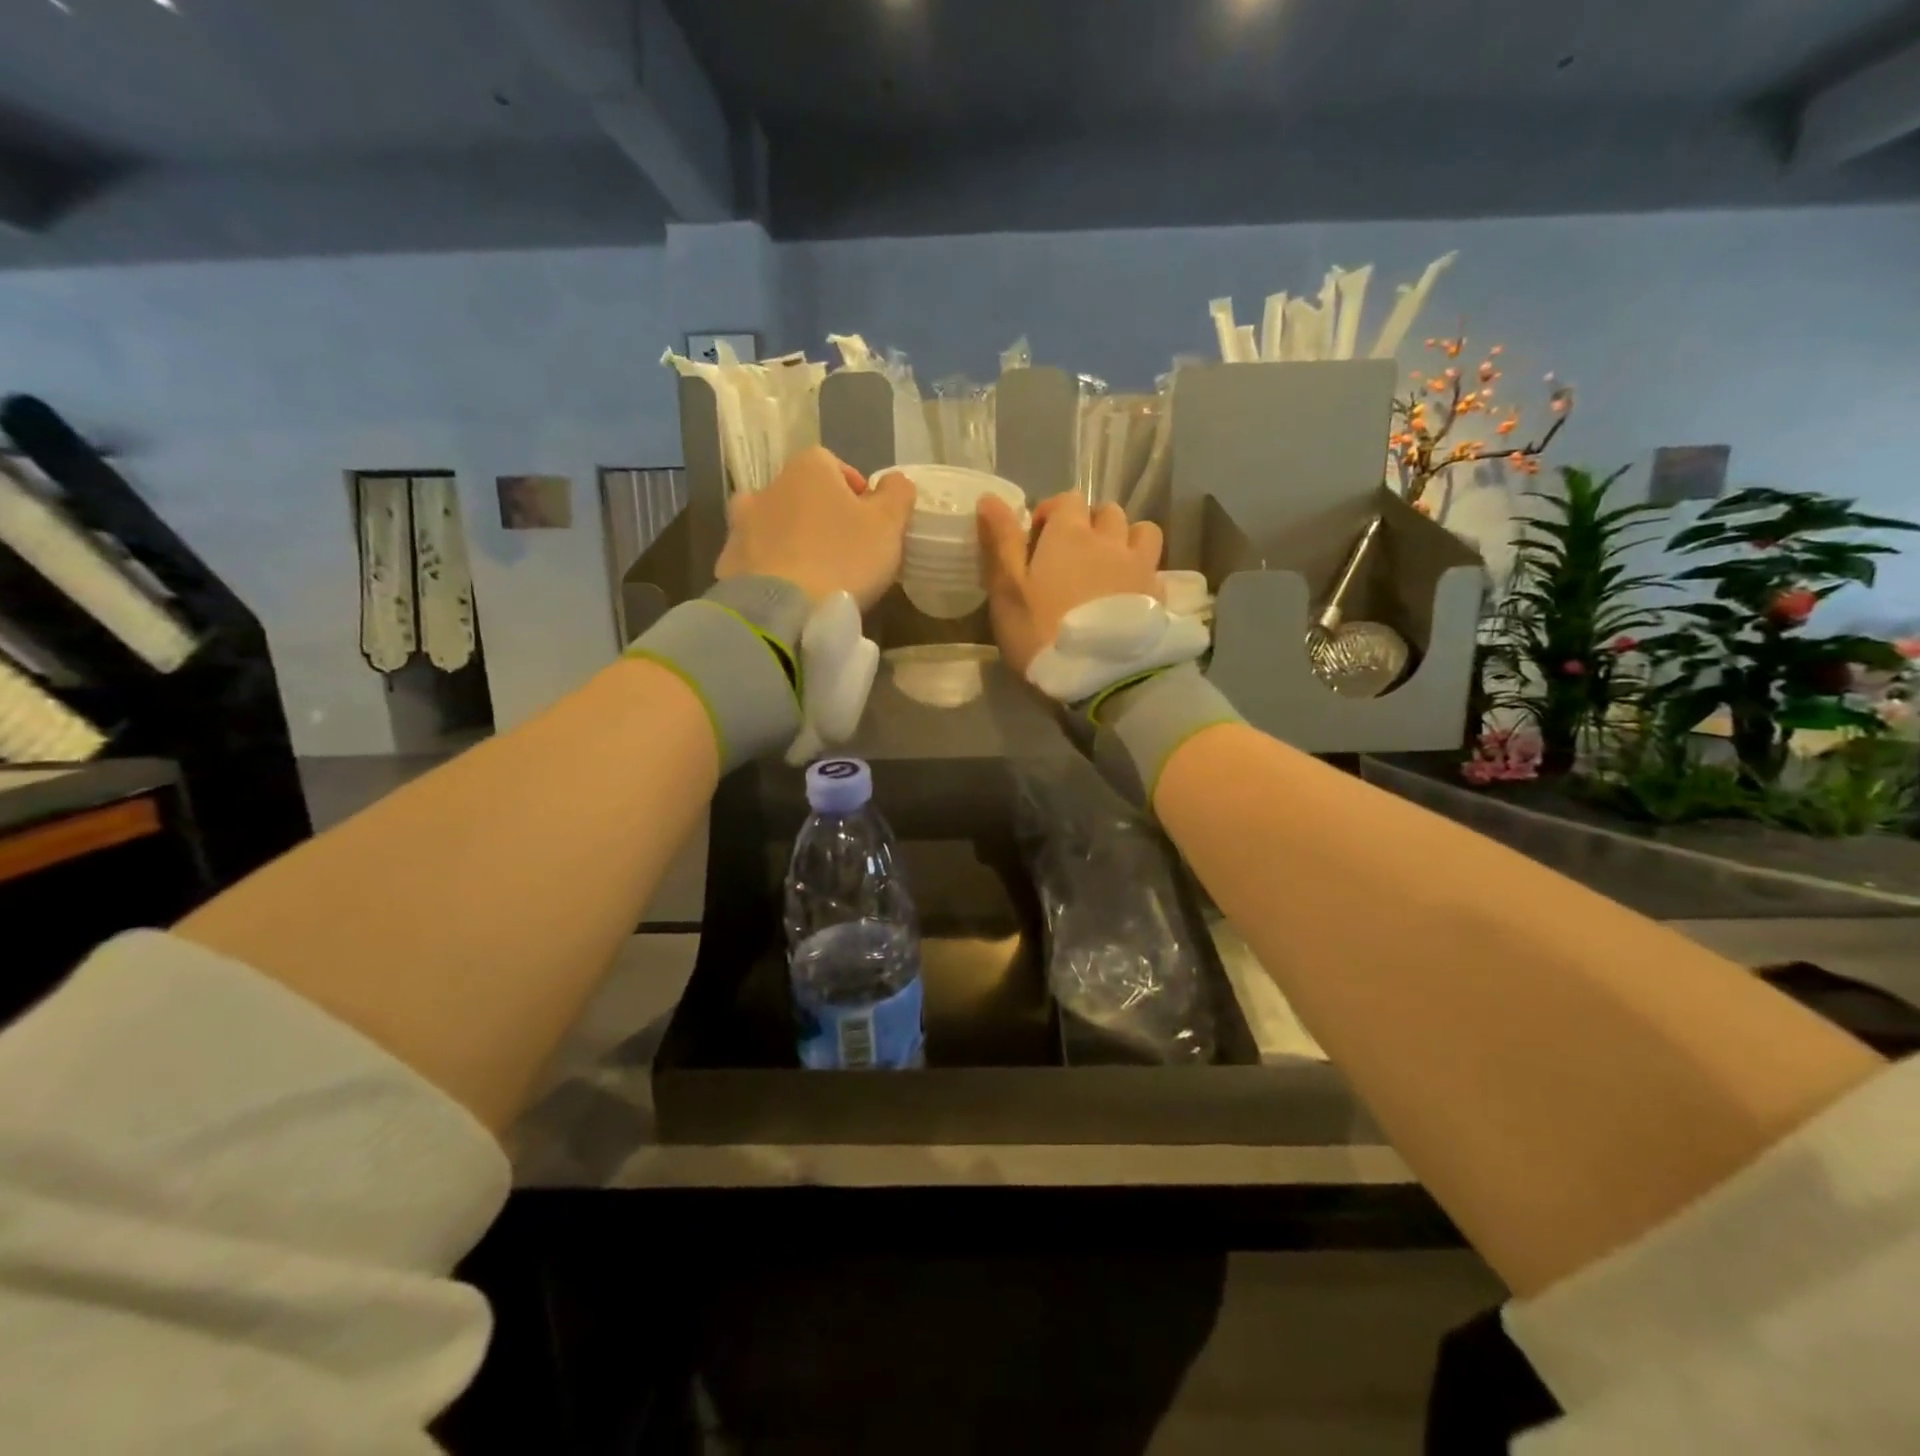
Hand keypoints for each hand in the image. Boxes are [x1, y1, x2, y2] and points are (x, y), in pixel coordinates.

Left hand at [716, 447, 915, 609]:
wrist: (780, 611)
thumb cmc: (842, 560)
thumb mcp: (888, 525)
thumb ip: (897, 495)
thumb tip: (894, 481)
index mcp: (808, 469)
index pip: (836, 466)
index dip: (856, 494)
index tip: (870, 525)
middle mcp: (769, 487)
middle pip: (804, 496)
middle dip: (823, 517)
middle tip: (845, 553)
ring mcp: (741, 525)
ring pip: (776, 526)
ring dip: (793, 542)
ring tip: (814, 575)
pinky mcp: (728, 562)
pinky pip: (757, 559)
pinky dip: (772, 569)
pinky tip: (789, 593)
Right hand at [978, 493, 1163, 677]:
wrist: (1102, 679)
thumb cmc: (1042, 634)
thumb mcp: (1007, 591)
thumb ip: (1000, 543)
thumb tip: (989, 498)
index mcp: (1071, 534)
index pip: (1067, 500)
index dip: (1052, 513)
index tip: (1038, 539)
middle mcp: (1111, 540)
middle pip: (1107, 512)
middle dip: (1090, 524)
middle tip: (1072, 556)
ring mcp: (1141, 567)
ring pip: (1141, 532)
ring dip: (1125, 540)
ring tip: (1108, 569)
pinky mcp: (1159, 597)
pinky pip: (1155, 568)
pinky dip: (1142, 572)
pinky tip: (1128, 596)